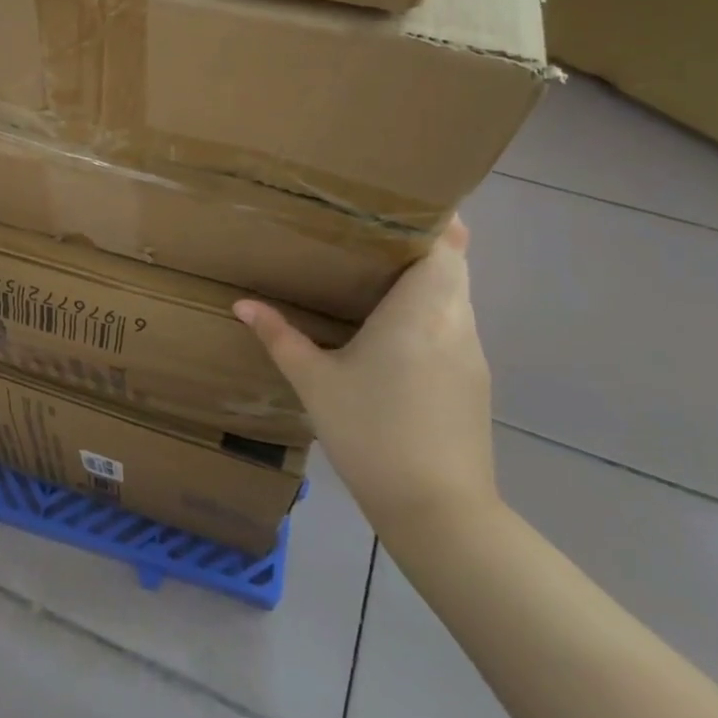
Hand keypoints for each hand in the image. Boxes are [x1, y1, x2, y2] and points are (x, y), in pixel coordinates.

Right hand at [235, 219, 499, 547]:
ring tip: (376, 274)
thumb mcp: (315, 382)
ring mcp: (471, 353)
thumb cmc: (372, 433)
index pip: (447, 244)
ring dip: (427, 280)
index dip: (430, 219)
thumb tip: (242, 303)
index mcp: (421, 310)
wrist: (438, 510)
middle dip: (420, 244)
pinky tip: (393, 331)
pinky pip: (455, 326)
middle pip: (454, 265)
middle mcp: (456, 322)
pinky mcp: (475, 381)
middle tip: (369, 236)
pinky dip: (431, 312)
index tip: (394, 207)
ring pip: (457, 296)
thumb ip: (280, 336)